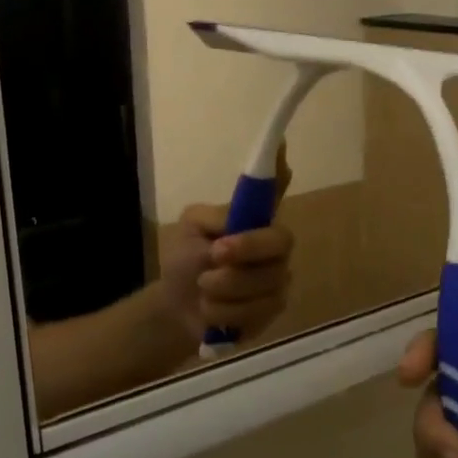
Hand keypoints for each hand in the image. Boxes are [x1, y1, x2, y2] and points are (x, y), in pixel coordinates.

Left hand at [157, 150, 294, 347]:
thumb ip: (213, 220)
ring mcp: (278, 277)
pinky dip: (225, 313)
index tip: (281, 144)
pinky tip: (212, 311)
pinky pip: (258, 310)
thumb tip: (236, 217)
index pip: (274, 190)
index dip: (280, 168)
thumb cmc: (185, 261)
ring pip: (265, 281)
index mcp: (252, 219)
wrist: (176, 308)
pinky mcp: (273, 309)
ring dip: (224, 288)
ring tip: (204, 288)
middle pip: (279, 240)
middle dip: (246, 249)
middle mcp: (273, 244)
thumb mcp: (189, 231)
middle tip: (215, 256)